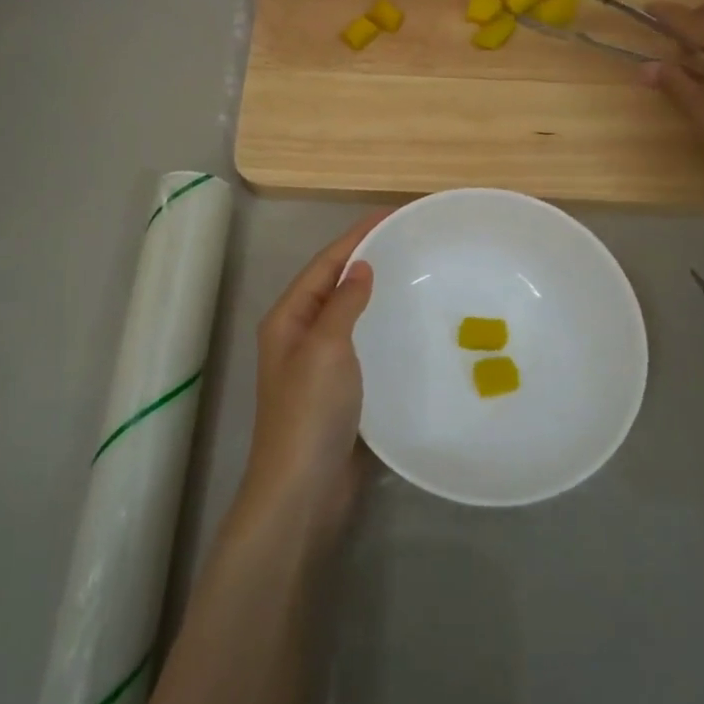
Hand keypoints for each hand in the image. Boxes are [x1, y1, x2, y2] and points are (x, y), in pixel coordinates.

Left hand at [240, 213, 383, 531]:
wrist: (305, 490)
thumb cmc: (310, 412)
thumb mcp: (325, 348)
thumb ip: (341, 303)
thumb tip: (360, 266)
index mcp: (288, 319)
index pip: (325, 264)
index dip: (356, 236)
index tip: (393, 214)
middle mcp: (300, 335)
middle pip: (335, 285)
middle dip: (367, 259)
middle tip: (410, 242)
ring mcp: (320, 365)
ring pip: (351, 315)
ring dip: (377, 293)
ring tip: (415, 276)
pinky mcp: (341, 390)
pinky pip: (364, 346)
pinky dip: (384, 329)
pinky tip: (409, 327)